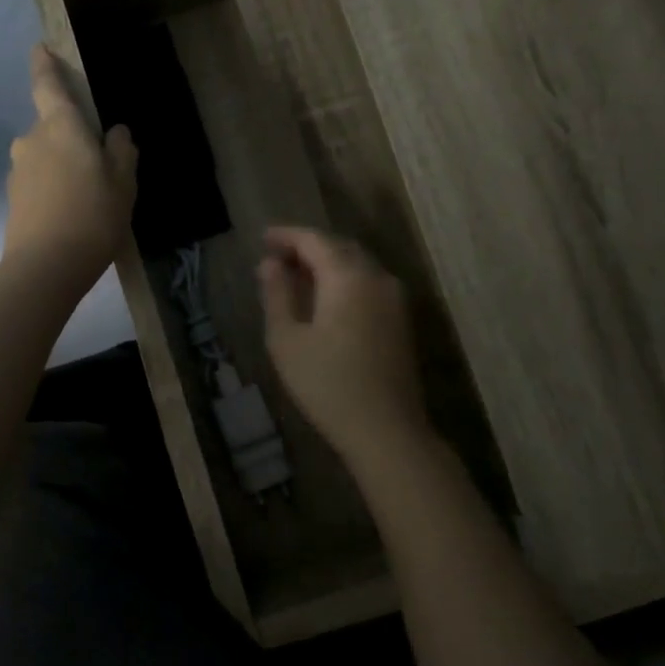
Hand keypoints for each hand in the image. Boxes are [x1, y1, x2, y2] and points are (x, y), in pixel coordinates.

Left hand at [4, 45, 137, 287]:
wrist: (46, 266)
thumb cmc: (93, 215)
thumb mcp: (123, 183)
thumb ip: (122, 151)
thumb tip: (117, 133)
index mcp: (60, 126)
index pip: (48, 85)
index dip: (44, 65)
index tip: (40, 48)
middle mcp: (31, 140)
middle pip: (51, 127)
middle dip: (69, 136)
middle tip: (96, 162)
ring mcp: (17, 170)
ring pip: (44, 156)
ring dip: (61, 166)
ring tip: (86, 195)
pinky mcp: (12, 199)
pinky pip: (37, 182)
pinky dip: (52, 188)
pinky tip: (70, 213)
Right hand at [258, 227, 429, 457]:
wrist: (386, 429)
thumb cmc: (327, 385)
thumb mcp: (287, 340)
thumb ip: (277, 295)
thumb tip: (269, 264)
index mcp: (348, 276)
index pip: (314, 240)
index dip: (286, 236)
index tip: (263, 238)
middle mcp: (377, 278)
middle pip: (340, 248)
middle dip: (307, 247)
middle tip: (276, 257)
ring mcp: (395, 299)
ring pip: (357, 265)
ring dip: (326, 264)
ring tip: (296, 276)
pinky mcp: (401, 320)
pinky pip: (368, 284)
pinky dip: (343, 281)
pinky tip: (324, 299)